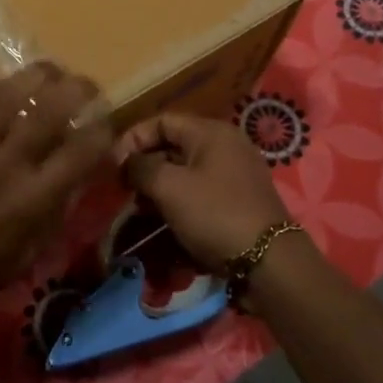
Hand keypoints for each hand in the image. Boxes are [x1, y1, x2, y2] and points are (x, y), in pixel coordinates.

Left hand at [0, 61, 113, 329]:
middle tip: (83, 84)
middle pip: (50, 110)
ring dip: (32, 74)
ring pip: (3, 93)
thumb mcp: (22, 260)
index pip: (81, 152)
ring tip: (46, 69)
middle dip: (77, 88)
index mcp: (29, 202)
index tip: (105, 122)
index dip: (103, 129)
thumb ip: (51, 217)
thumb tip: (74, 180)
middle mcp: (1, 168)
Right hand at [112, 113, 290, 269]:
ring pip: (185, 170)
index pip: (161, 121)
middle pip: (173, 145)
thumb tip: (127, 162)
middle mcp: (225, 145)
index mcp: (210, 132)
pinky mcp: (239, 199)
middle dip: (145, 166)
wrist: (268, 261)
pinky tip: (166, 221)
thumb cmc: (215, 215)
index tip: (114, 167)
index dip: (133, 139)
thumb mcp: (170, 188)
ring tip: (142, 210)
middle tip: (125, 191)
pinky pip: (200, 190)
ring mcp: (235, 172)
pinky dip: (179, 200)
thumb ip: (141, 168)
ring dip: (159, 187)